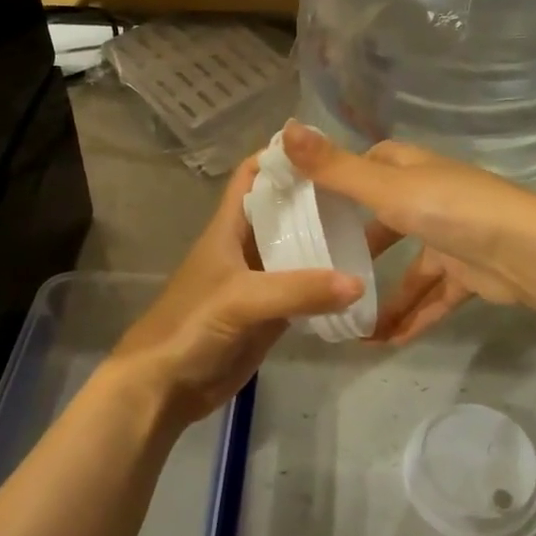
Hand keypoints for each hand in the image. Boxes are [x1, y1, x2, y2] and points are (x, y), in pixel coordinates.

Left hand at [108, 154, 363, 425]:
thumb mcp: (241, 299)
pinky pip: (304, 291)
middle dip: (316, 197)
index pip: (252, 175)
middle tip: (363, 189)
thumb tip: (358, 283)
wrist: (165, 388)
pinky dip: (327, 284)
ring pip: (297, 250)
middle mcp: (246, 247)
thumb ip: (297, 290)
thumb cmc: (191, 326)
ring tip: (370, 227)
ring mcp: (260, 281)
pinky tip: (359, 280)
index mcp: (228, 228)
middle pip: (283, 210)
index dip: (280, 156)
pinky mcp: (270, 314)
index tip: (325, 147)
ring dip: (326, 240)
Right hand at [280, 123, 535, 343]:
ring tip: (351, 327)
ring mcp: (451, 238)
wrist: (523, 251)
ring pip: (410, 270)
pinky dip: (414, 317)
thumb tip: (284, 128)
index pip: (372, 164)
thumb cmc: (448, 209)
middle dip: (359, 246)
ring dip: (385, 298)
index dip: (343, 176)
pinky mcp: (468, 274)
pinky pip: (433, 298)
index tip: (310, 200)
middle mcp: (431, 198)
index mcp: (412, 170)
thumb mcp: (384, 187)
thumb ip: (335, 168)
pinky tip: (388, 342)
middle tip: (322, 270)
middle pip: (387, 219)